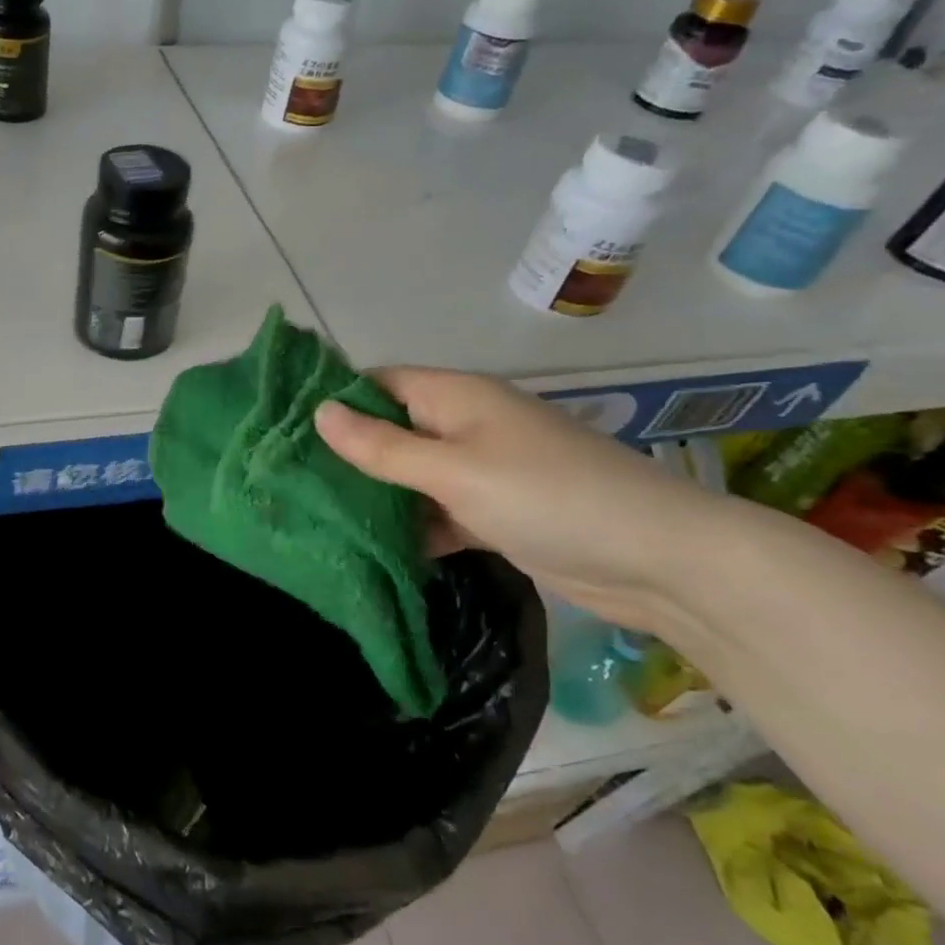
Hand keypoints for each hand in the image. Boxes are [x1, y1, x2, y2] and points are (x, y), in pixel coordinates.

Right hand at [315, 367, 735, 629]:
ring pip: (410, 474)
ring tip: (315, 515)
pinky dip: (410, 526)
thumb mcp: (454, 470)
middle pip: (391, 429)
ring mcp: (481, 470)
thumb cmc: (547, 497)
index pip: (378, 383)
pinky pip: (436, 510)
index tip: (285, 430)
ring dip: (375, 494)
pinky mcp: (494, 513)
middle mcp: (464, 425)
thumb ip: (383, 447)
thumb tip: (319, 413)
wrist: (659, 561)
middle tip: (289, 480)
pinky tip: (371, 548)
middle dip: (347, 453)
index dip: (334, 400)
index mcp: (455, 396)